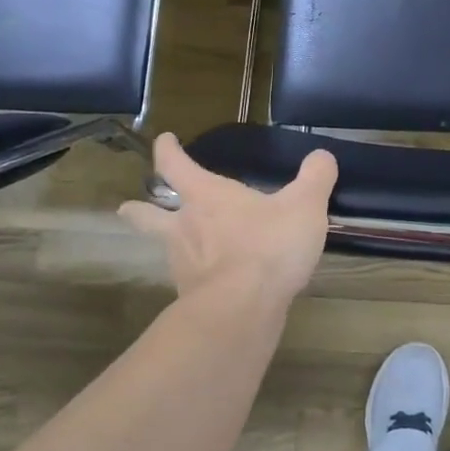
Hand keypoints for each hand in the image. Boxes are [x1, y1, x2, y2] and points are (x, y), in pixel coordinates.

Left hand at [119, 133, 337, 307]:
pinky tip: (213, 281)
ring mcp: (183, 265)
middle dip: (139, 210)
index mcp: (206, 197)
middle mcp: (185, 227)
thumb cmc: (268, 246)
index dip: (168, 150)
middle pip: (148, 215)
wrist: (242, 311)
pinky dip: (196, 277)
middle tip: (127, 207)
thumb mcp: (304, 206)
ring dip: (170, 245)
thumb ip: (315, 178)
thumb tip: (322, 157)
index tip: (164, 139)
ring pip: (166, 249)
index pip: (176, 165)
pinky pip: (190, 281)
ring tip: (181, 248)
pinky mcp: (191, 298)